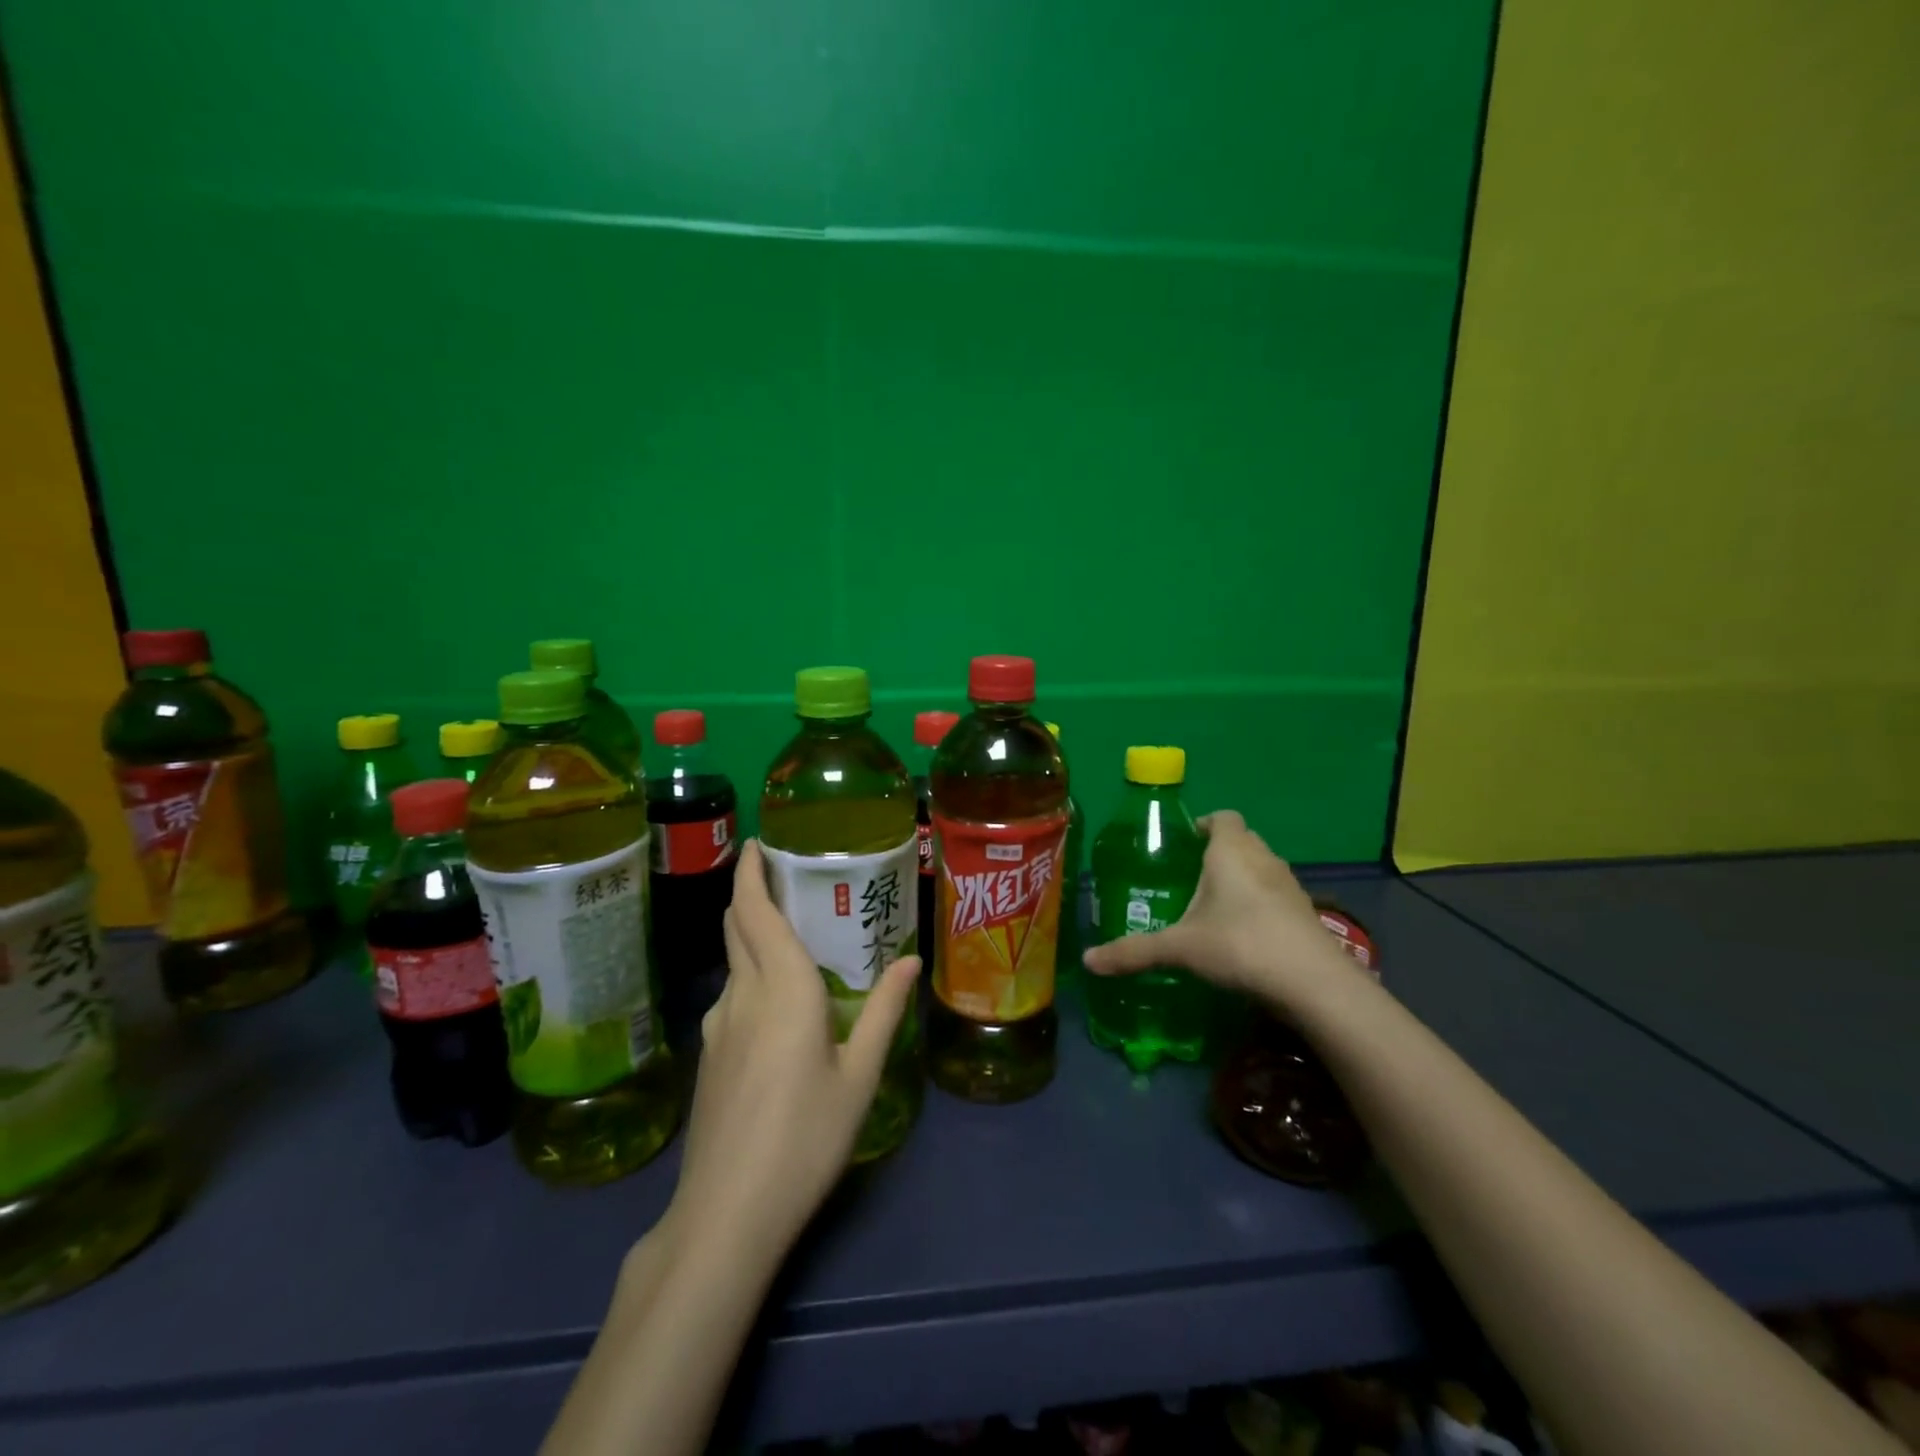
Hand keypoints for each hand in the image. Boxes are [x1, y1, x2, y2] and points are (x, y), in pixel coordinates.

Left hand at [664, 839, 918, 1263]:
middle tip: (784, 878)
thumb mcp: (860, 1075)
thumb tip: (910, 960)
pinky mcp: (708, 1057)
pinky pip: (731, 996)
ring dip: (753, 937)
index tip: (756, 844)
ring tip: (795, 939)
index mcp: (782, 988)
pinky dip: (751, 975)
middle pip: (736, 928)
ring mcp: (717, 1027)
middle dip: (750, 894)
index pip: (754, 911)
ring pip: (733, 963)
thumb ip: (884, 1012)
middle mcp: (742, 995)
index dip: (749, 872)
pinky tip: (778, 1003)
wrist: (726, 1213)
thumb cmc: (805, 1137)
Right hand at [1080, 810, 1352, 1017]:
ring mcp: (1289, 885)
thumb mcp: (1180, 948)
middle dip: (1218, 852)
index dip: (1204, 824)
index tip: (1184, 844)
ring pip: (1260, 868)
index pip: (1222, 817)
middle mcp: (1262, 858)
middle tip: (1190, 877)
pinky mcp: (1305, 912)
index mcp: (1230, 851)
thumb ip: (1134, 952)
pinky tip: (1243, 934)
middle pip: (1241, 840)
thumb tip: (1088, 961)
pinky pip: (1275, 895)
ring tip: (1214, 906)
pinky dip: (1260, 904)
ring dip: (1241, 878)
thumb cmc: (1240, 945)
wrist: (1313, 983)